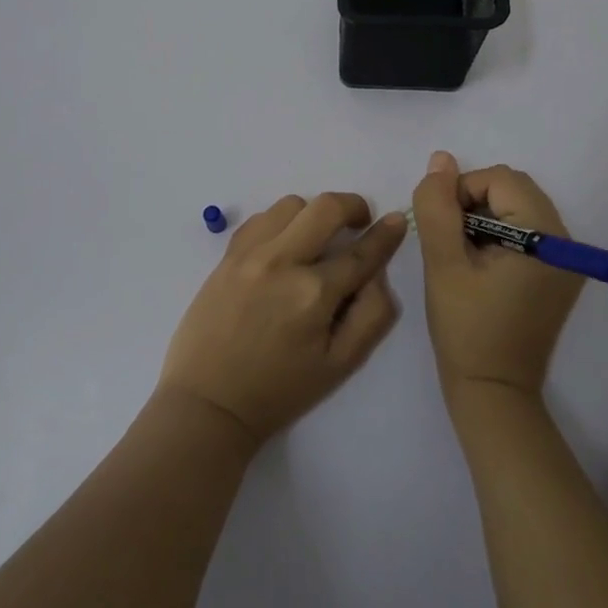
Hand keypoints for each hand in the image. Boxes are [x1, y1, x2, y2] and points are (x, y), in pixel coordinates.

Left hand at [158, 193, 406, 446]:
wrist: (209, 402)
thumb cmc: (280, 389)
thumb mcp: (341, 365)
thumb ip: (372, 315)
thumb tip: (378, 273)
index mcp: (314, 294)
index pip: (361, 252)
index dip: (386, 234)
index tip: (398, 220)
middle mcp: (282, 262)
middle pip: (326, 207)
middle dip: (352, 206)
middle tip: (358, 223)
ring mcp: (250, 255)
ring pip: (291, 205)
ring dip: (313, 214)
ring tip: (315, 240)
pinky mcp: (226, 256)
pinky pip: (260, 219)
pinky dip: (279, 223)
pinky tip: (282, 246)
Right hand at [412, 151, 584, 400]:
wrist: (493, 391)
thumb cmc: (466, 328)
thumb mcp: (443, 263)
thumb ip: (438, 207)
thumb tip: (440, 160)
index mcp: (545, 235)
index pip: (499, 178)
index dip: (462, 193)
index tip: (442, 230)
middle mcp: (566, 240)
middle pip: (513, 187)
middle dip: (474, 202)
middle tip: (452, 242)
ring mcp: (567, 259)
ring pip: (518, 206)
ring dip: (485, 217)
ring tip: (465, 255)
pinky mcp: (559, 273)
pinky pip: (527, 230)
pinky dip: (500, 234)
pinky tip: (481, 266)